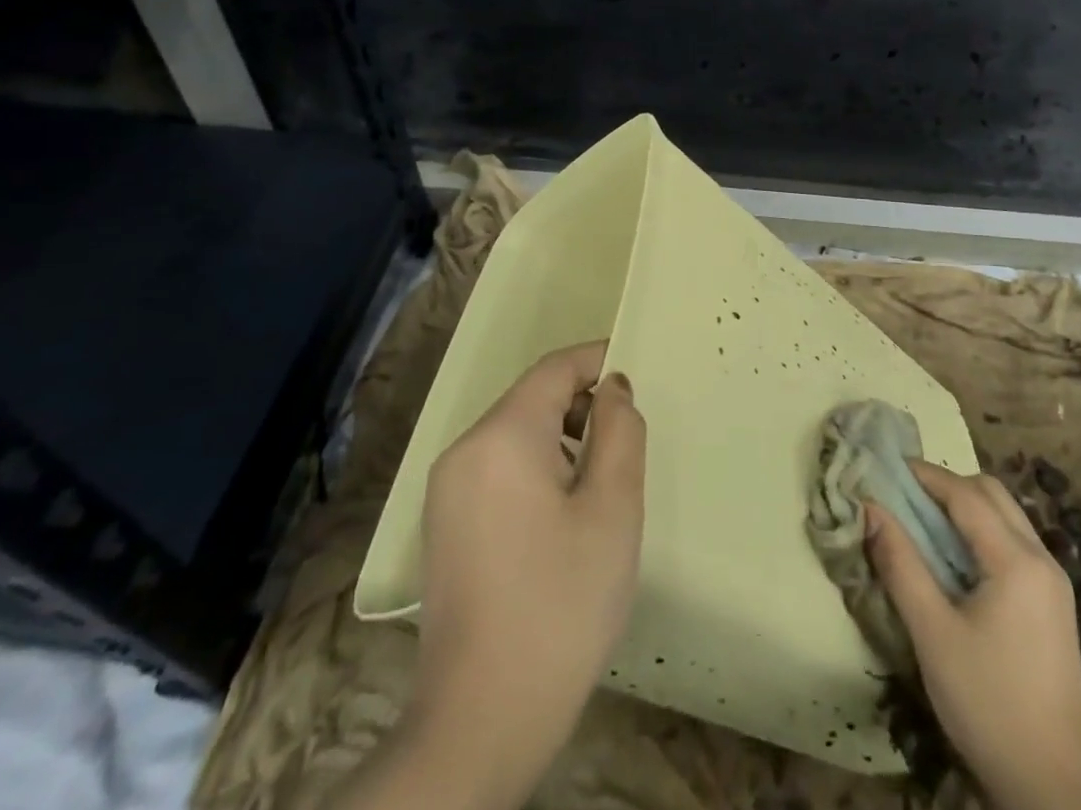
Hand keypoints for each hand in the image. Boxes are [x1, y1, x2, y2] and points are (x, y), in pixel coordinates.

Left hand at [372, 341, 646, 809]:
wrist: (481, 720)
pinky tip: (562, 514)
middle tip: (627, 439)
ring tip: (601, 481)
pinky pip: (496, 467)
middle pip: (532, 399)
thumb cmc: (560, 604)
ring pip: (514, 434)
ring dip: (561, 438)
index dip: (597, 361)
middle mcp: (464, 449)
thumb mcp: (612, 510)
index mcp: (502, 436)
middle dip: (581, 404)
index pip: (554, 369)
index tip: (636, 374)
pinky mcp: (444, 524)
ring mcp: (447, 489)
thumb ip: (620, 433)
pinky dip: (535, 466)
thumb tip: (613, 389)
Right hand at [865, 463, 1080, 809]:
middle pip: (991, 494)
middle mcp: (1042, 559)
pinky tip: (953, 558)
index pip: (966, 494)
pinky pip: (1013, 542)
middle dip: (946, 484)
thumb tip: (869, 508)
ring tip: (921, 522)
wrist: (1054, 786)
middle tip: (903, 494)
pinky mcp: (1052, 604)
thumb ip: (899, 563)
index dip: (924, 474)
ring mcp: (1053, 582)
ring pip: (1005, 515)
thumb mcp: (932, 633)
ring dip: (964, 506)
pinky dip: (980, 531)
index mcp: (1017, 561)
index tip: (885, 466)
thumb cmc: (987, 704)